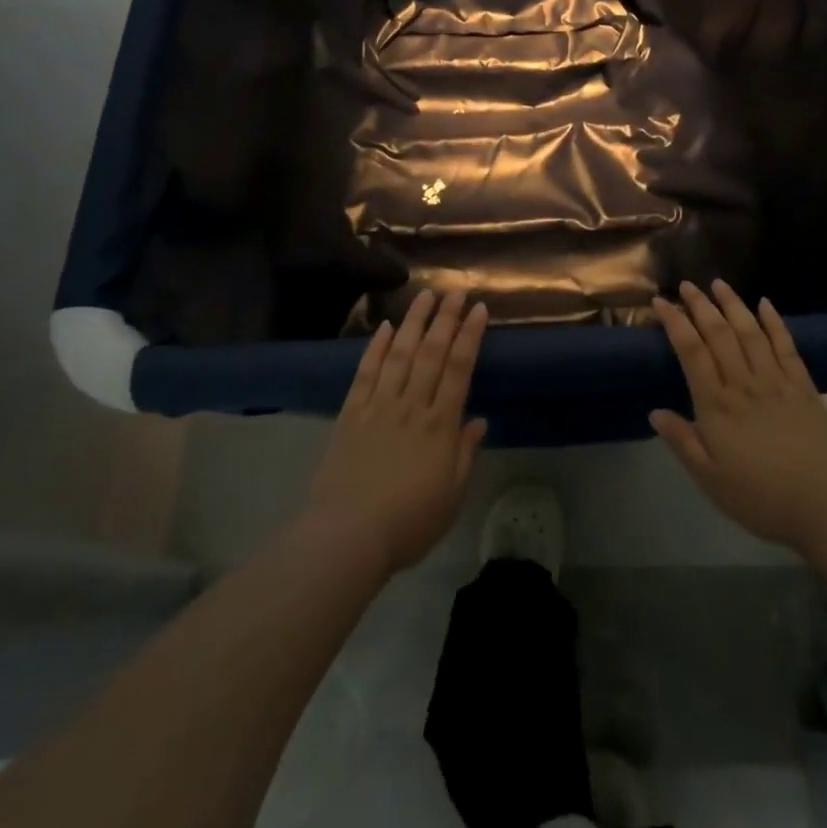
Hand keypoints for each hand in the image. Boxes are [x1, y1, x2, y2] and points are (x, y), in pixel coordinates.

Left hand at [305, 290, 488, 576]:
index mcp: (440, 425)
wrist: (348, 536)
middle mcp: (411, 405)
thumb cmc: (408, 523)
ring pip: (399, 353)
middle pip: (431, 352)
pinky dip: (376, 347)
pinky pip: (366, 372)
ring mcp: (379, 406)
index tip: (479, 309)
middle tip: (455, 291)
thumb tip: (479, 420)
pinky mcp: (351, 413)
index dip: (470, 336)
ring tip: (424, 295)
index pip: (459, 369)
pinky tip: (384, 327)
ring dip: (413, 322)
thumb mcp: (451, 496)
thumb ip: (464, 454)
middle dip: (446, 319)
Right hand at [649, 280, 826, 556]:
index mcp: (716, 405)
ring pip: (750, 332)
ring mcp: (776, 381)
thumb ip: (682, 442)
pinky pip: (786, 346)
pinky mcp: (803, 386)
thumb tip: (654, 412)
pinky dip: (774, 323)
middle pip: (718, 334)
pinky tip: (766, 304)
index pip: (691, 352)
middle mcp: (743, 383)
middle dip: (700, 305)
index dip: (674, 323)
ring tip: (719, 283)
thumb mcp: (711, 479)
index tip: (661, 302)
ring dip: (733, 305)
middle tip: (687, 284)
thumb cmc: (762, 497)